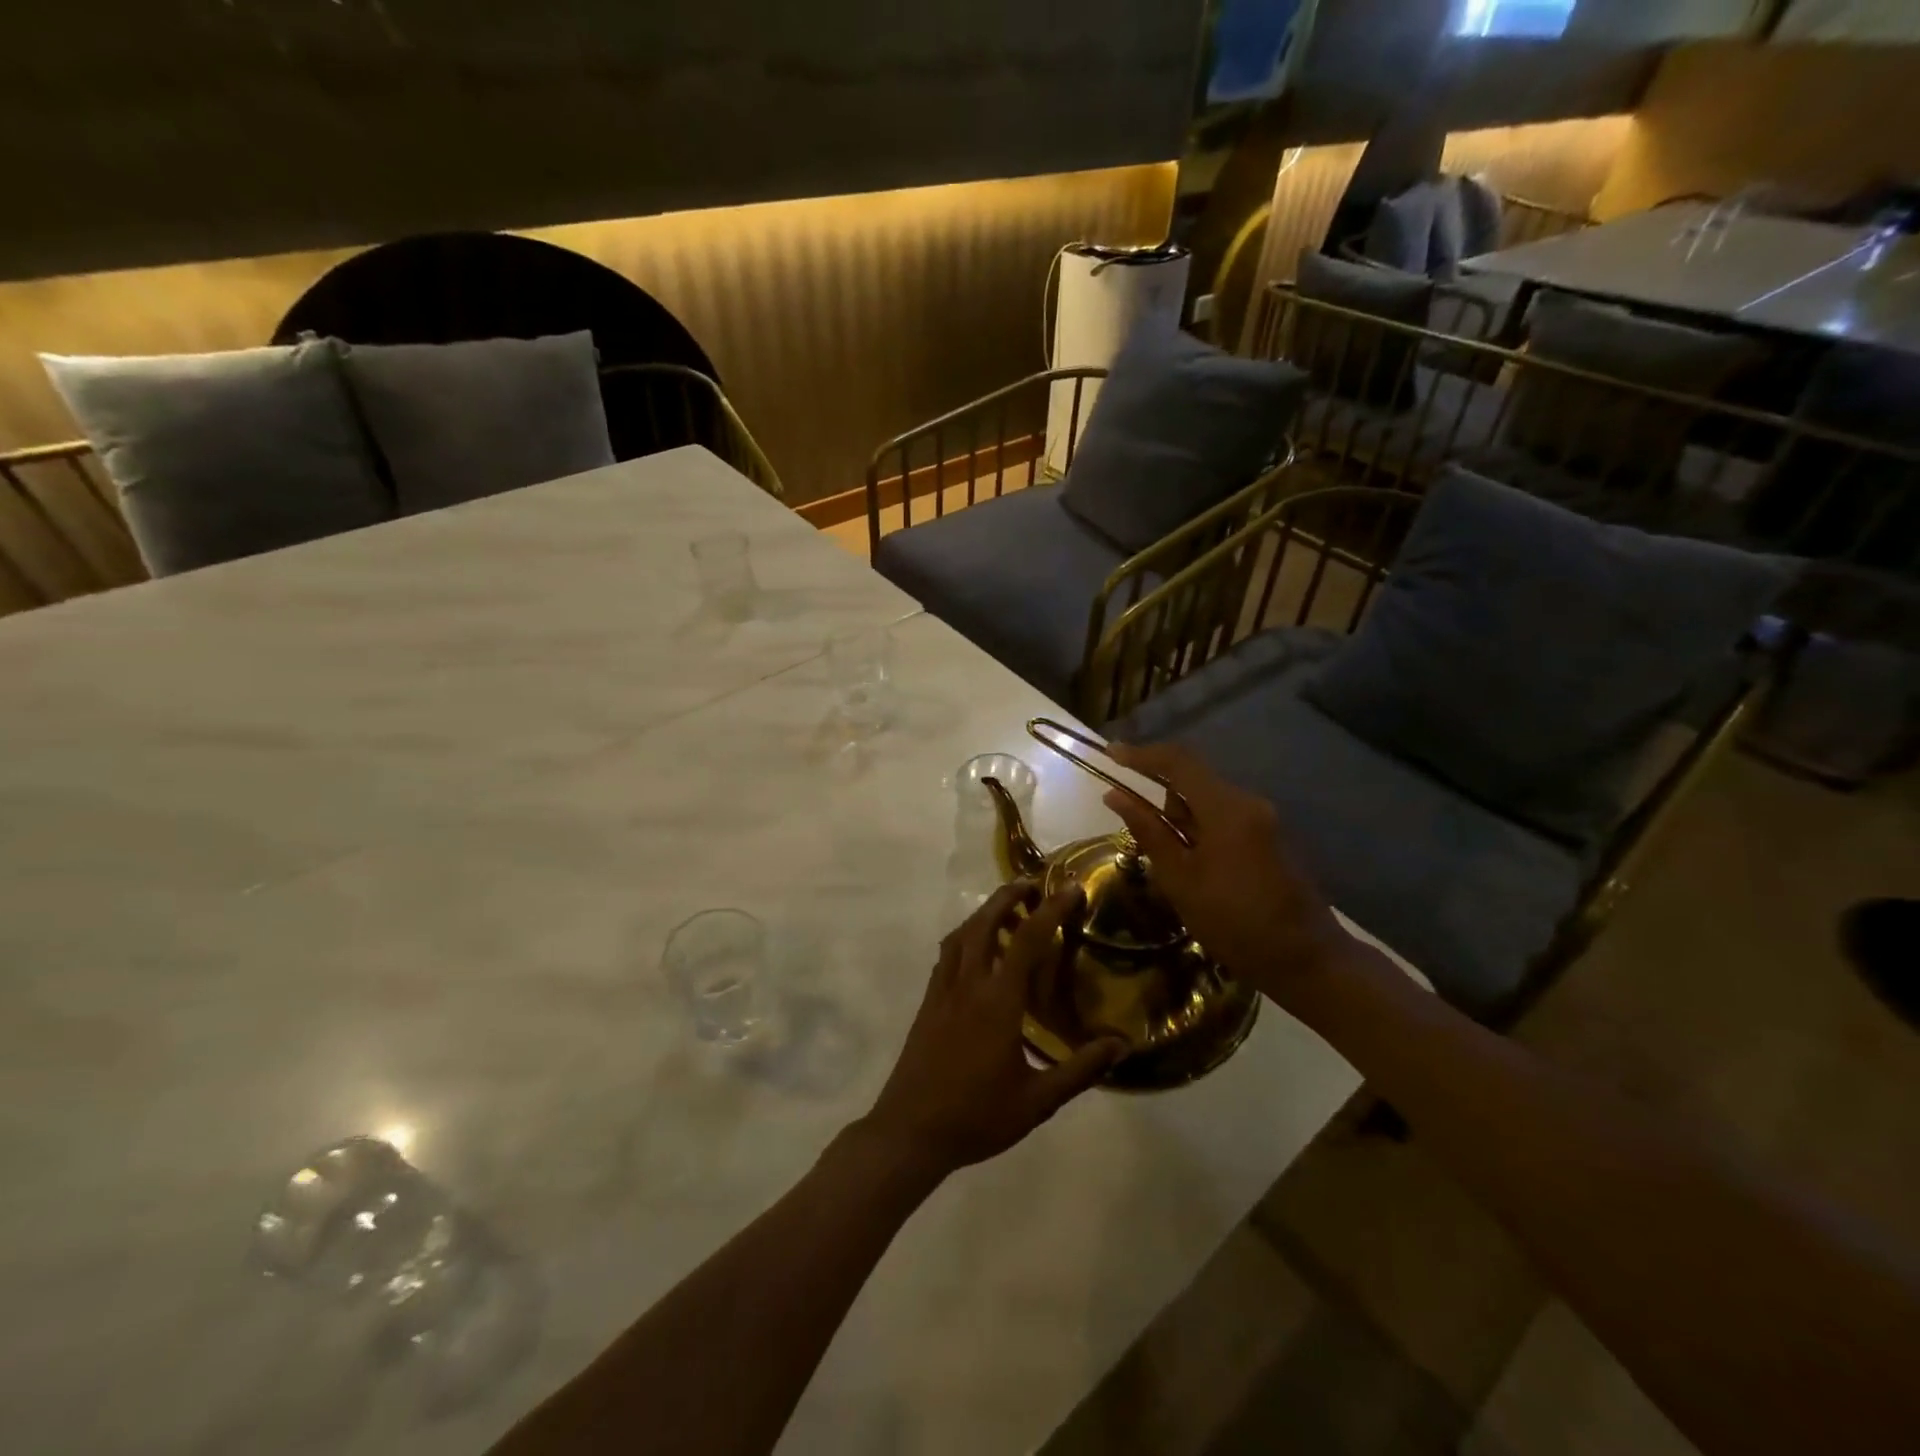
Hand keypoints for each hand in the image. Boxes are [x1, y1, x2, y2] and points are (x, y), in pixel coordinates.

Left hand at [861, 881, 1126, 1178]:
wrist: (910, 1131)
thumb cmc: (976, 1116)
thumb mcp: (1037, 1101)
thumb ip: (1079, 1070)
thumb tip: (1121, 1045)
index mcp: (997, 1002)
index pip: (1026, 941)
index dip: (1050, 910)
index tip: (1070, 889)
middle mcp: (968, 985)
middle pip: (984, 923)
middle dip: (1007, 896)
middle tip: (1031, 884)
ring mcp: (942, 991)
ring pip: (961, 935)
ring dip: (983, 913)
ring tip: (1005, 908)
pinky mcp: (928, 1003)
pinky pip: (946, 955)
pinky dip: (964, 937)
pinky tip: (974, 949)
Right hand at [1102, 741, 1349, 1001]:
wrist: (1307, 961)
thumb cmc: (1235, 923)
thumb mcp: (1180, 880)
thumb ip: (1148, 831)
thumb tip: (1114, 795)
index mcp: (1226, 808)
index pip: (1178, 761)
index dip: (1141, 754)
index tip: (1110, 755)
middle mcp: (1249, 803)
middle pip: (1193, 780)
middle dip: (1161, 801)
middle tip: (1142, 841)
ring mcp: (1264, 820)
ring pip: (1208, 802)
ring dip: (1181, 821)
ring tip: (1173, 869)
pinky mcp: (1271, 838)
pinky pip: (1225, 819)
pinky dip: (1201, 833)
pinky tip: (1197, 871)